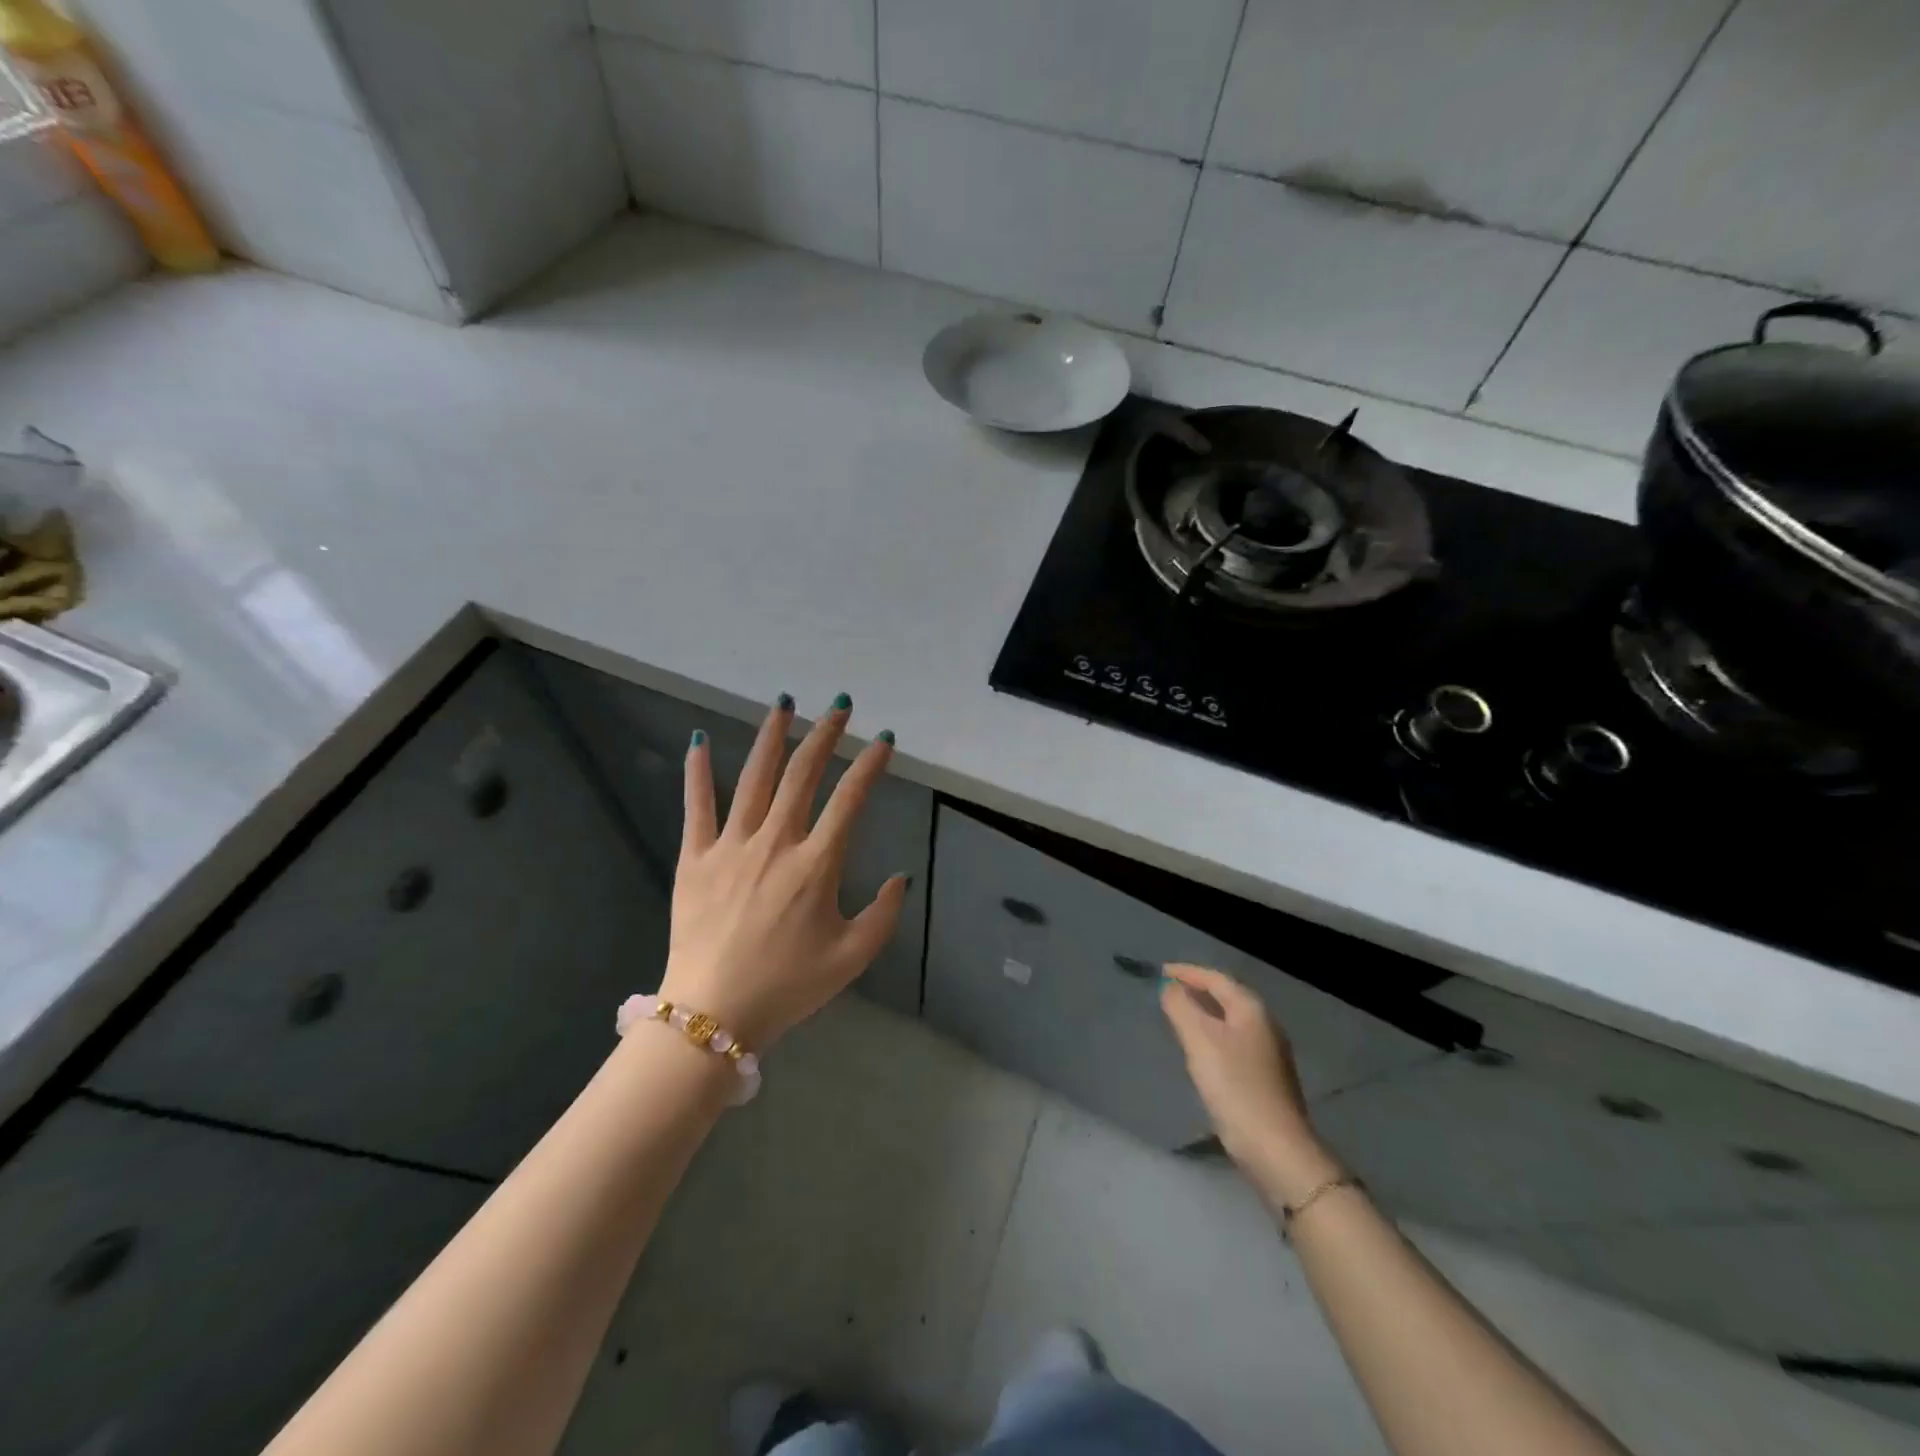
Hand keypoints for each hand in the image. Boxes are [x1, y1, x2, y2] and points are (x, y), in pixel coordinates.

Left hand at [657, 695, 906, 1050]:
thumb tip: (900, 877)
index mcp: (816, 865)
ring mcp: (731, 846)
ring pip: (754, 778)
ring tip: (784, 703)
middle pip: (803, 775)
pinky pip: (696, 806)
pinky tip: (698, 739)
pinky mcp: (694, 858)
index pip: (850, 800)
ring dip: (771, 737)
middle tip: (839, 706)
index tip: (883, 740)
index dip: (870, 766)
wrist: (712, 1015)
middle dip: (825, 735)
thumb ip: (884, 915)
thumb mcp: (852, 958)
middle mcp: (775, 843)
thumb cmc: (788, 987)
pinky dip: (697, 772)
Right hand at [1160, 963, 1344, 1205]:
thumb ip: (1180, 1007)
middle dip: (1197, 989)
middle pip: (1226, 996)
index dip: (1187, 971)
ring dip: (1204, 1013)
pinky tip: (1200, 1050)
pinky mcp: (1266, 1077)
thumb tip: (1169, 986)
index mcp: (1251, 1009)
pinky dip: (1213, 1035)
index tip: (1160, 971)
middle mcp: (1265, 1024)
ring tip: (1179, 1016)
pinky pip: (1233, 1041)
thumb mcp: (1199, 1040)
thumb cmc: (1234, 1086)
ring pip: (1230, 1020)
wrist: (1275, 1148)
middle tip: (1167, 991)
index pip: (1215, 978)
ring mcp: (1269, 1052)